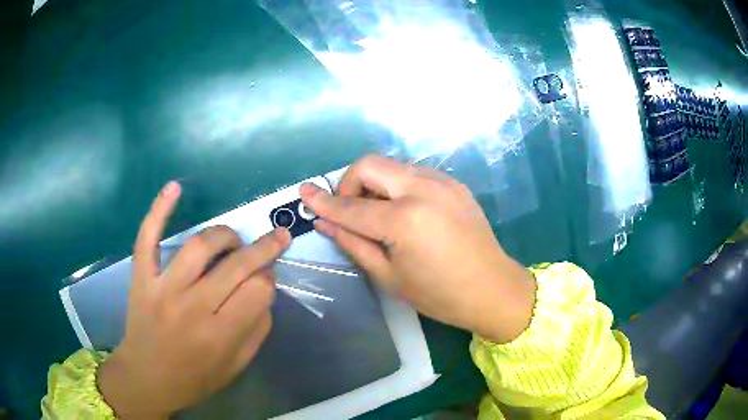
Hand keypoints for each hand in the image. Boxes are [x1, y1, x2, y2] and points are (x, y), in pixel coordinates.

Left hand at [97, 181, 290, 417]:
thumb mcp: (236, 365)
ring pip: (199, 245)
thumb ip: (257, 328)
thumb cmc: (195, 378)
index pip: (259, 291)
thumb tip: (266, 289)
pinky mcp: (142, 277)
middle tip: (274, 240)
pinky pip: (148, 238)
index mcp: (220, 336)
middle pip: (236, 265)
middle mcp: (192, 308)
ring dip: (225, 236)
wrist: (148, 377)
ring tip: (232, 240)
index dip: (269, 280)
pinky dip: (160, 211)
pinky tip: (174, 188)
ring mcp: (163, 288)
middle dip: (263, 249)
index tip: (266, 281)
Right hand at [302, 156, 535, 342]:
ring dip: (374, 184)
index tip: (304, 193)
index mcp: (405, 220)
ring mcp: (442, 182)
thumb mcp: (389, 277)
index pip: (351, 207)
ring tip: (378, 215)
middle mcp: (423, 189)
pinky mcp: (454, 183)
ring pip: (392, 165)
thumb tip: (325, 223)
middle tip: (349, 211)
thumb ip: (353, 244)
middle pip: (370, 165)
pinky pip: (413, 174)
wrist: (493, 289)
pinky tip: (404, 212)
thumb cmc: (440, 295)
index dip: (323, 201)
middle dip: (350, 183)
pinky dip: (397, 186)